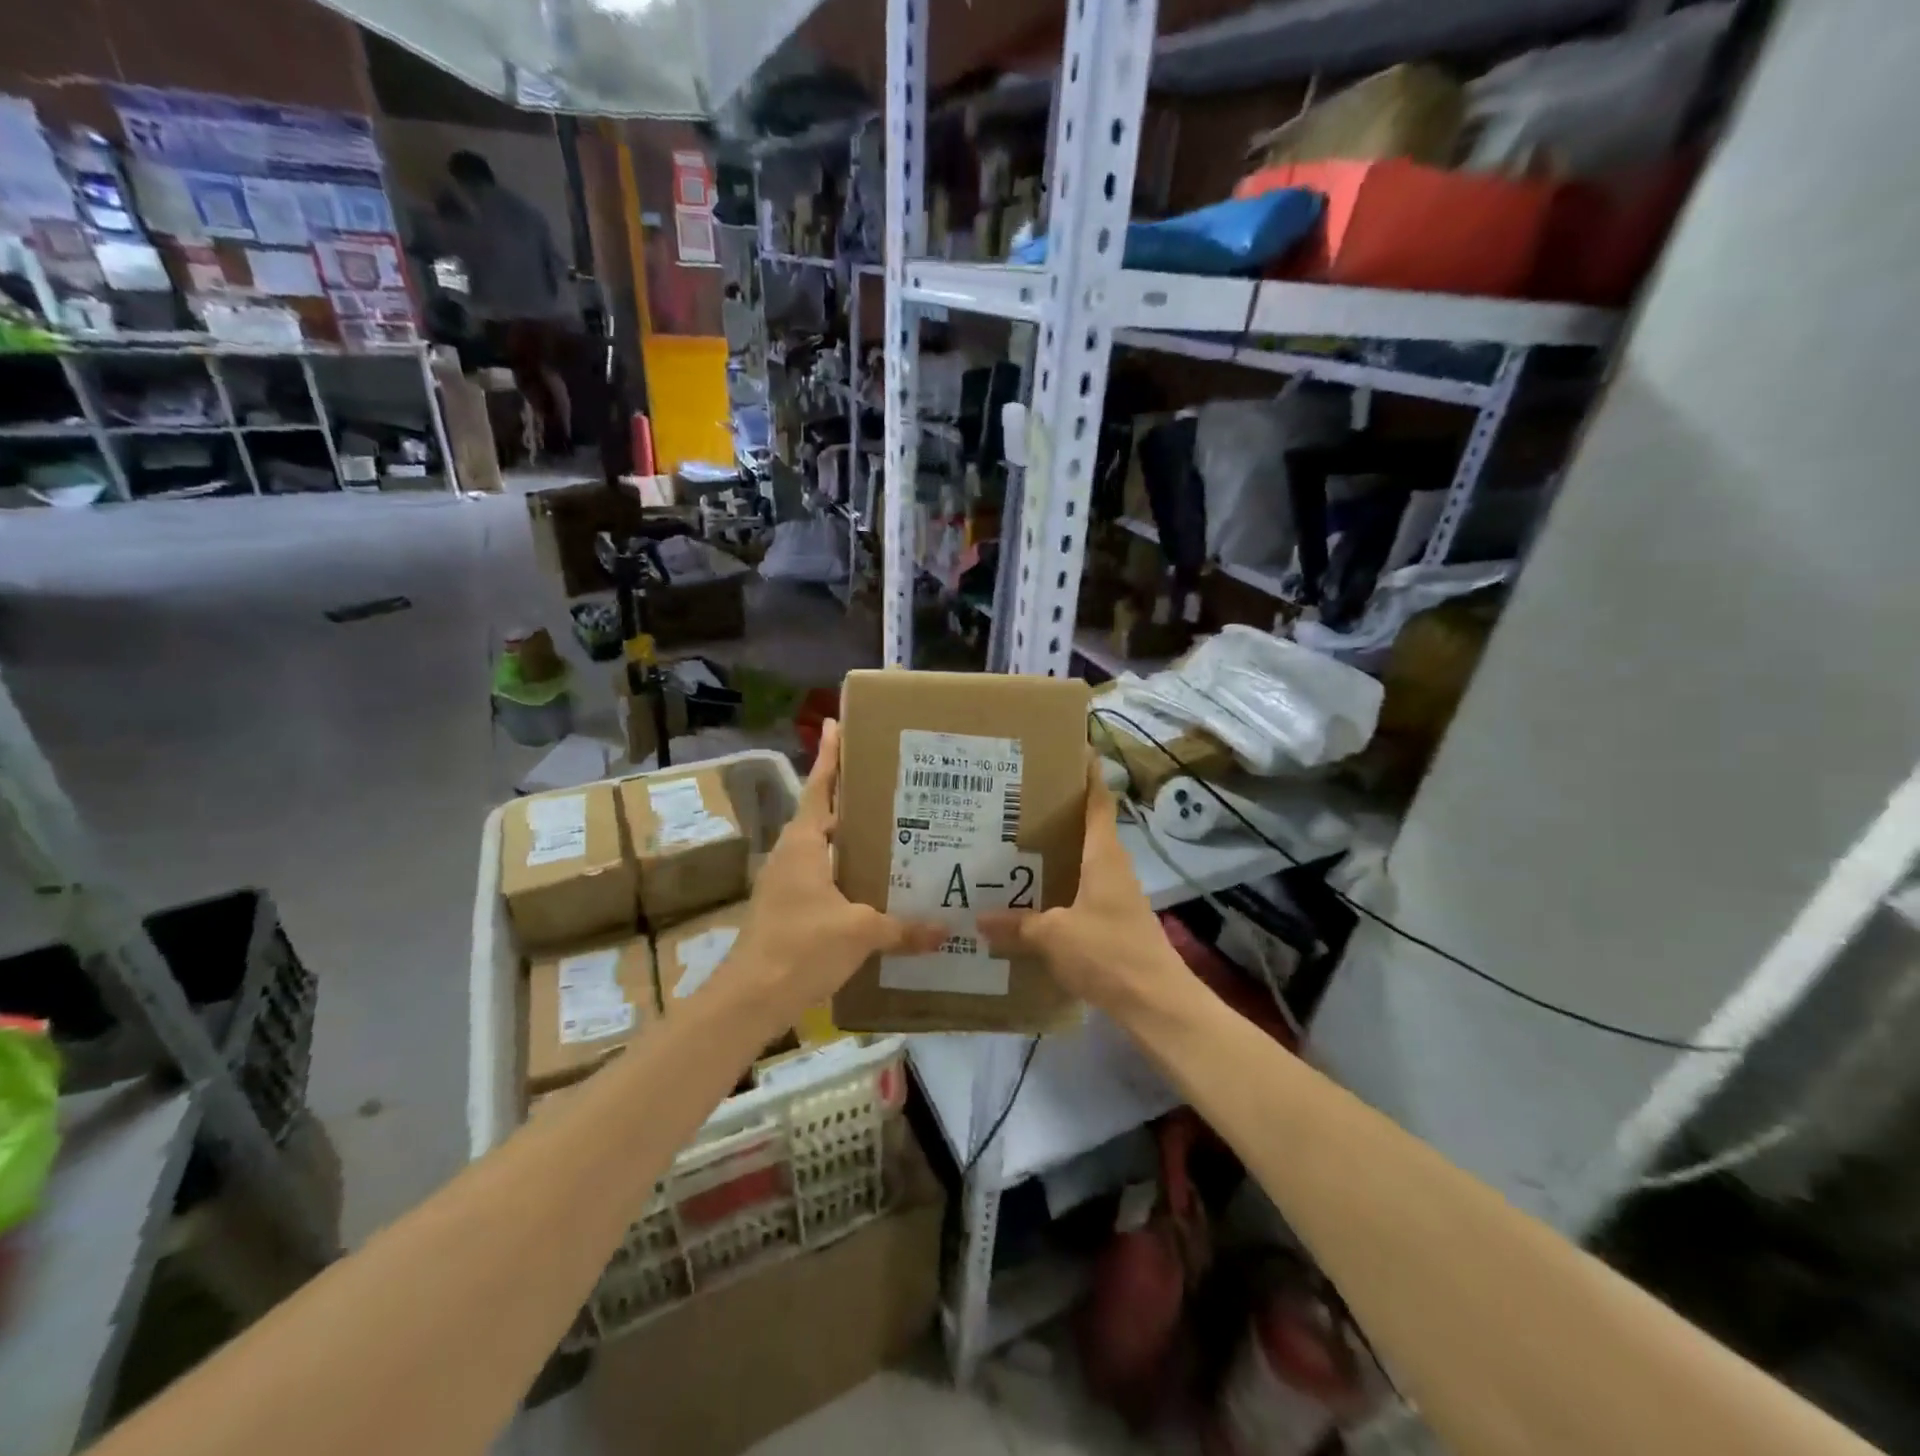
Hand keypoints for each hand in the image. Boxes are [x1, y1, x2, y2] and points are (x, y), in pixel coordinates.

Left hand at [729, 720, 945, 1024]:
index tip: (836, 725)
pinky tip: (871, 885)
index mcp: (803, 844)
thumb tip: (945, 931)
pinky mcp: (786, 909)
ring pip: (822, 849)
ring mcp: (785, 883)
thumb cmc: (801, 947)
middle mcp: (791, 855)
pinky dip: (844, 872)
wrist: (750, 998)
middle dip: (849, 798)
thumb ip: (902, 928)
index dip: (830, 757)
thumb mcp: (859, 932)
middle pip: (822, 815)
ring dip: (848, 839)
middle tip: (888, 785)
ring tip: (888, 832)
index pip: (819, 788)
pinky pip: (821, 877)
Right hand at [979, 761, 1196, 1023]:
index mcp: (1103, 855)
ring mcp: (1116, 895)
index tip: (1070, 750)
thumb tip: (979, 920)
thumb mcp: (1054, 936)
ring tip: (1013, 846)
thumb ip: (1018, 925)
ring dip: (1055, 852)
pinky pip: (1081, 891)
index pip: (1098, 801)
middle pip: (1086, 828)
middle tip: (1015, 802)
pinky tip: (1031, 898)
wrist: (1156, 1003)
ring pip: (1082, 861)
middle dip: (1056, 813)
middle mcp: (1112, 867)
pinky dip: (1059, 886)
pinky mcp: (1113, 921)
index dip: (1088, 774)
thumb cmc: (1108, 953)